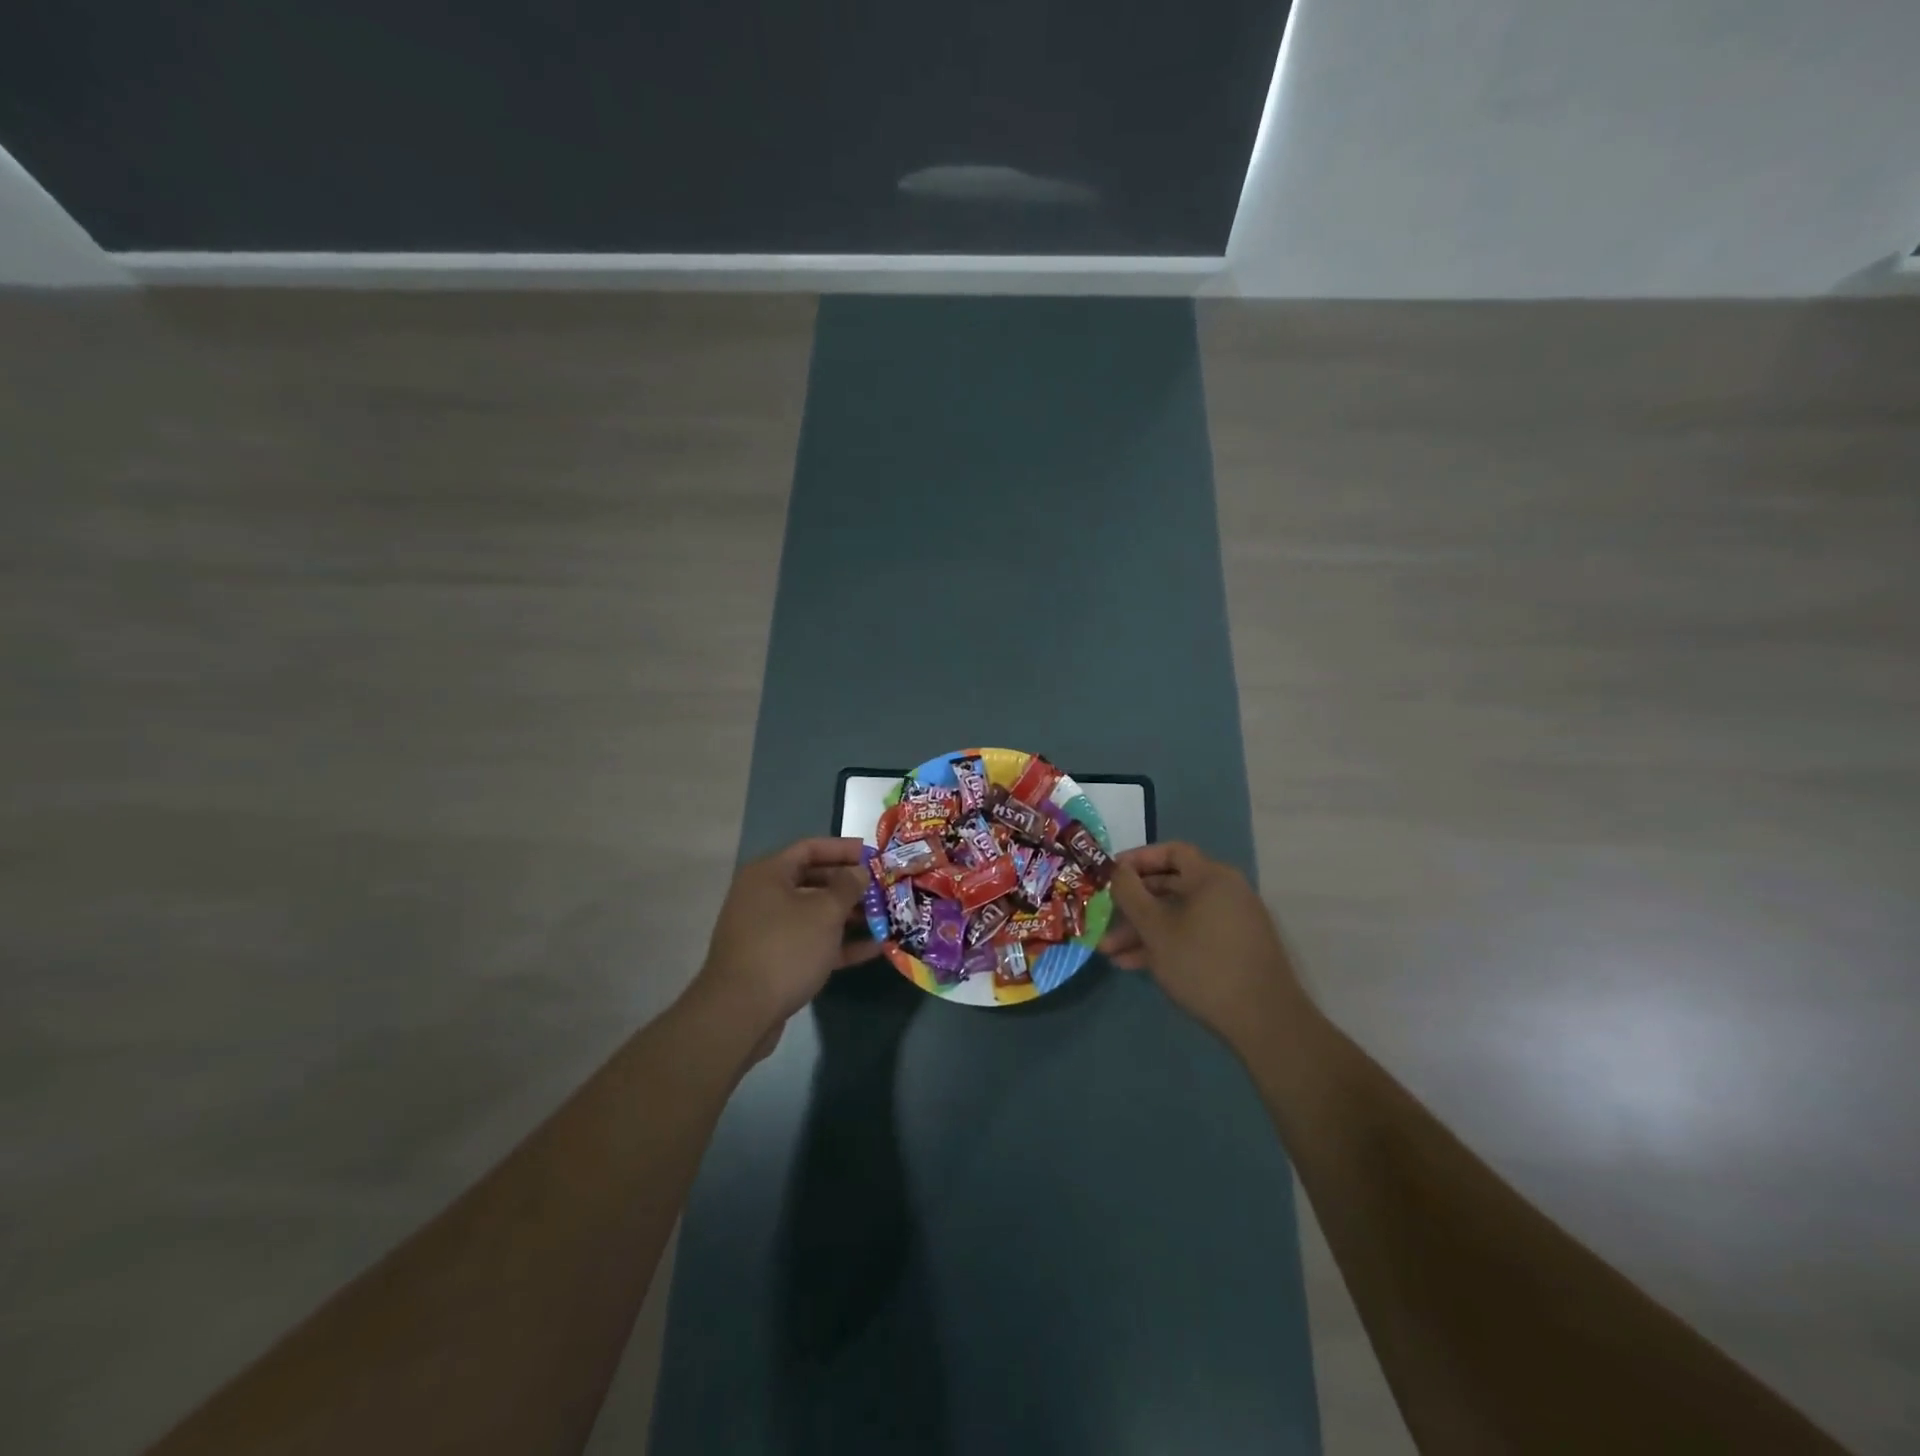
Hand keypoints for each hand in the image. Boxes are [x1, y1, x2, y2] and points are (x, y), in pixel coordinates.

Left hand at [692, 837, 876, 1055]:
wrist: (740, 1013)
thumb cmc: (785, 948)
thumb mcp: (824, 912)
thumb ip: (847, 886)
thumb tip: (859, 871)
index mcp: (769, 874)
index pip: (810, 848)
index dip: (844, 849)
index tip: (875, 856)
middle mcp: (764, 896)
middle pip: (814, 880)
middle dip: (851, 885)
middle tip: (884, 889)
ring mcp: (768, 930)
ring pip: (814, 914)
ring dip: (849, 916)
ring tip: (885, 918)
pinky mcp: (774, 961)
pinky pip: (811, 942)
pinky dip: (839, 943)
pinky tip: (874, 948)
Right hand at [1098, 843, 1309, 1051]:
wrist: (1265, 1022)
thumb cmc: (1203, 965)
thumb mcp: (1155, 928)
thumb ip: (1130, 894)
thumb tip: (1118, 870)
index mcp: (1211, 877)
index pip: (1171, 852)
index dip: (1137, 859)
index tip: (1110, 875)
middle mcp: (1226, 892)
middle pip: (1171, 886)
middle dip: (1134, 904)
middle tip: (1104, 917)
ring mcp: (1233, 923)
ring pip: (1178, 915)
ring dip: (1143, 930)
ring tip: (1109, 952)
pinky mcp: (1235, 950)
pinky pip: (1192, 935)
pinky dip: (1165, 944)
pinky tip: (1134, 965)